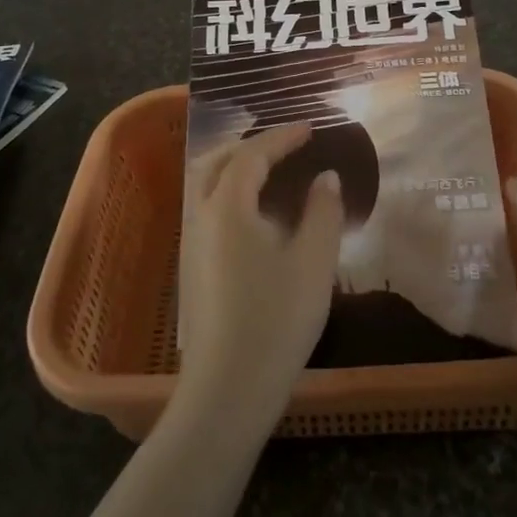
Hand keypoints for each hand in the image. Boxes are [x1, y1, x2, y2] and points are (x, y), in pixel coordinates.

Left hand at [177, 125, 343, 428]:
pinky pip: (204, 207)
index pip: (252, 155)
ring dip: (233, 166)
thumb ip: (323, 212)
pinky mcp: (190, 266)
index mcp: (227, 206)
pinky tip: (251, 213)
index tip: (310, 128)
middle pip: (216, 160)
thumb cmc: (276, 319)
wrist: (227, 388)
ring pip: (204, 184)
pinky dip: (226, 191)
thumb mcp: (313, 262)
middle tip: (285, 144)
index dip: (282, 137)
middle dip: (250, 145)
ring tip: (268, 170)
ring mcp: (190, 242)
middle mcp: (200, 215)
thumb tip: (325, 177)